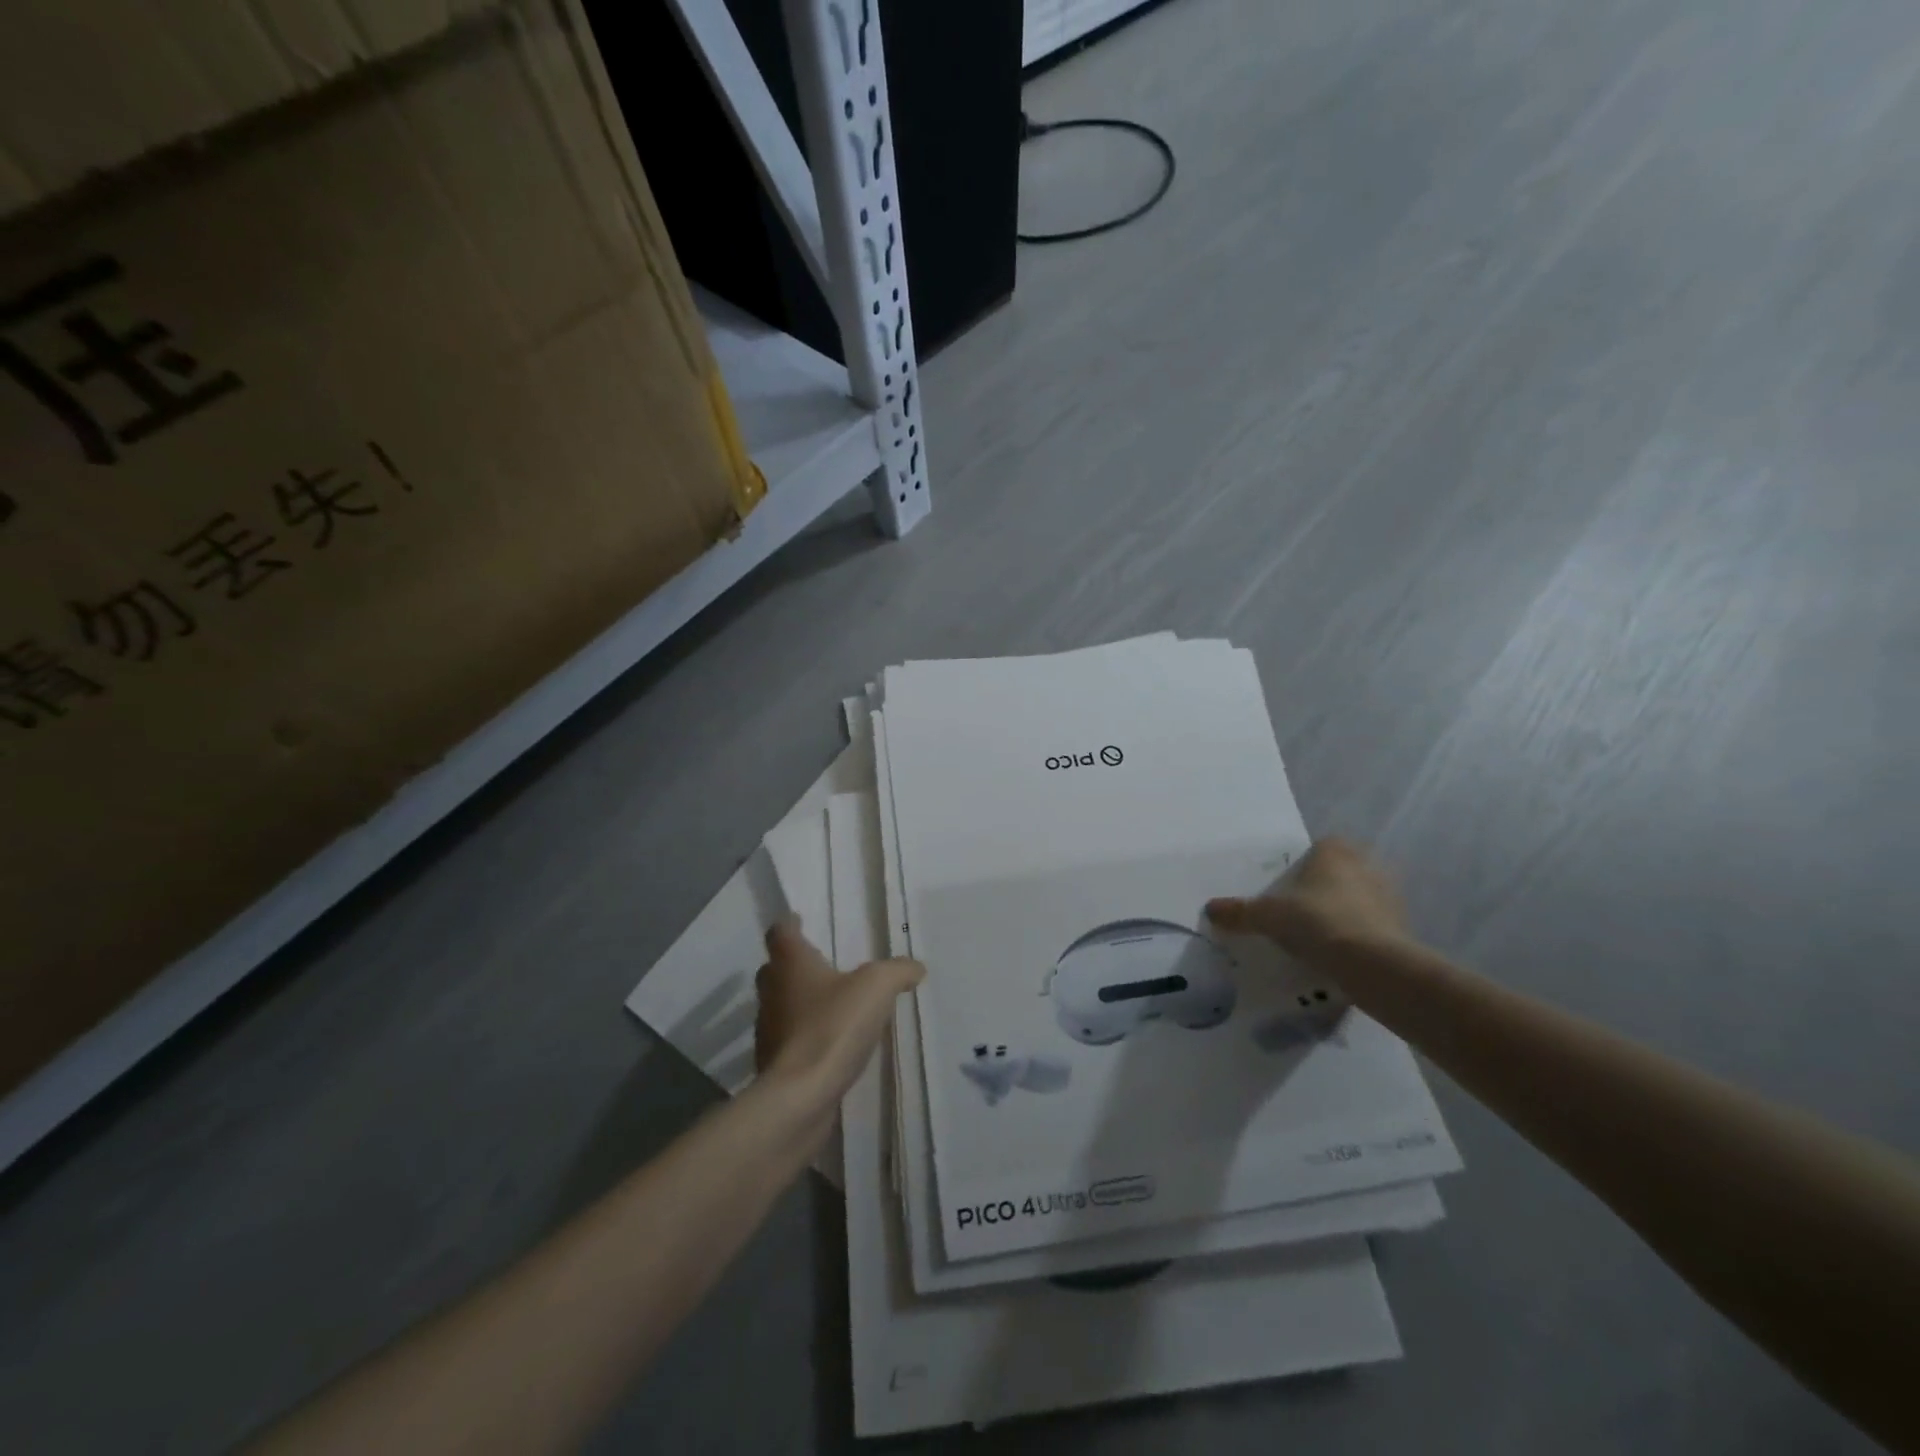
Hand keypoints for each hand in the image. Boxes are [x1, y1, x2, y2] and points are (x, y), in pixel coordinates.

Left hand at [754, 919, 922, 1106]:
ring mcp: (768, 1030)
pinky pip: (788, 1040)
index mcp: (790, 963)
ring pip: (780, 1005)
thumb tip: (915, 967)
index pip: (780, 932)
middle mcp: (772, 991)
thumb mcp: (877, 987)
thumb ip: (898, 971)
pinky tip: (830, 1044)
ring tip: (831, 1006)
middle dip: (794, 965)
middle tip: (823, 965)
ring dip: (799, 1003)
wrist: (800, 1097)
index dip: (790, 925)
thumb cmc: (833, 1026)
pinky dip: (804, 1037)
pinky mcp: (773, 1064)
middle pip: (775, 969)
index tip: (801, 922)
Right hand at [1207, 837, 1405, 962]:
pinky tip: (1341, 954)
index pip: (1321, 846)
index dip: (1305, 864)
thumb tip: (1210, 909)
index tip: (1289, 886)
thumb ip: (1240, 912)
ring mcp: (1390, 896)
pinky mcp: (1403, 927)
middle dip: (1325, 887)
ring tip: (1320, 936)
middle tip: (1301, 910)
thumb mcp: (1268, 917)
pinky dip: (1360, 935)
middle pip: (1341, 871)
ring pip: (1361, 898)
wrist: (1372, 963)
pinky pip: (1374, 925)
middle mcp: (1367, 865)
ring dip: (1345, 911)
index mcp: (1335, 851)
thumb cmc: (1316, 921)